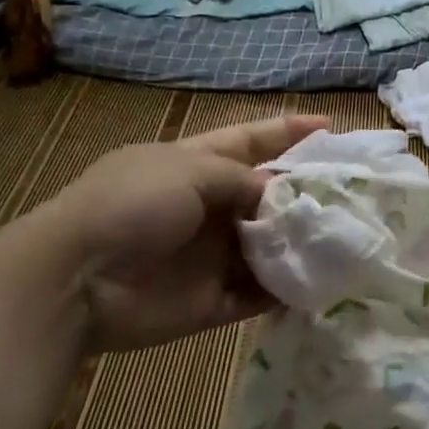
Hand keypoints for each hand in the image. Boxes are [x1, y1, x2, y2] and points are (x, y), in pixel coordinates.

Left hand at [38, 114, 326, 352]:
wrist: (74, 282)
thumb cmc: (131, 205)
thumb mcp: (190, 171)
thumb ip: (243, 179)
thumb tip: (279, 193)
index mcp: (194, 165)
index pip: (250, 140)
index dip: (288, 132)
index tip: (331, 127)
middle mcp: (206, 207)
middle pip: (266, 196)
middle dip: (305, 193)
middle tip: (354, 193)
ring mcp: (209, 255)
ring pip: (267, 246)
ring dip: (300, 243)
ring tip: (347, 238)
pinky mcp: (210, 301)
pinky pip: (257, 294)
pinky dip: (285, 291)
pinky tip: (321, 283)